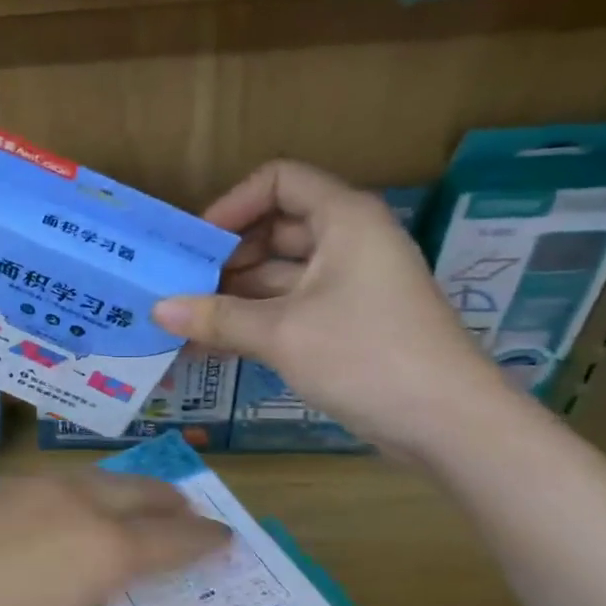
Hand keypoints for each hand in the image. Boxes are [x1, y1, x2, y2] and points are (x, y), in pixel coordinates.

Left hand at [0, 474, 229, 605]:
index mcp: (103, 548)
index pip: (174, 537)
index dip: (206, 538)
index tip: (228, 538)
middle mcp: (72, 502)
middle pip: (137, 490)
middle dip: (170, 501)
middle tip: (186, 513)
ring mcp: (24, 486)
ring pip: (90, 478)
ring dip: (119, 491)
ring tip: (125, 509)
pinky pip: (44, 483)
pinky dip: (69, 494)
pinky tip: (50, 518)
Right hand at [152, 160, 508, 454]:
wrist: (448, 424)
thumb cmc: (366, 356)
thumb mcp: (281, 333)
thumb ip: (216, 317)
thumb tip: (157, 310)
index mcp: (344, 219)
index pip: (279, 181)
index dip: (233, 204)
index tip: (198, 243)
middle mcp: (347, 241)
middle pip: (273, 229)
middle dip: (225, 256)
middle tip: (179, 287)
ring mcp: (348, 284)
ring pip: (277, 273)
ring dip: (232, 294)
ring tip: (183, 321)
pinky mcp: (346, 322)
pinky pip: (288, 306)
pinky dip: (253, 320)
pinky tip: (210, 345)